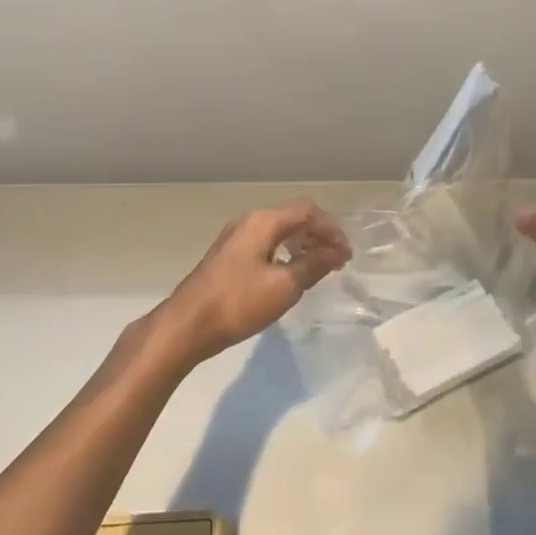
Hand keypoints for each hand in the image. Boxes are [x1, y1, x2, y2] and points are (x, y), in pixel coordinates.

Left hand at [154, 200, 351, 365]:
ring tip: (319, 268)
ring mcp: (236, 237)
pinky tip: (291, 274)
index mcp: (263, 221)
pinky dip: (285, 252)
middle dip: (318, 235)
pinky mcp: (230, 254)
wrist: (189, 324)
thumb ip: (313, 265)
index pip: (307, 210)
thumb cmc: (239, 303)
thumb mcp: (284, 286)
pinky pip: (266, 242)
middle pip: (293, 217)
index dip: (331, 229)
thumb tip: (337, 250)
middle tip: (337, 261)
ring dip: (302, 243)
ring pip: (279, 230)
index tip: (346, 255)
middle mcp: (249, 221)